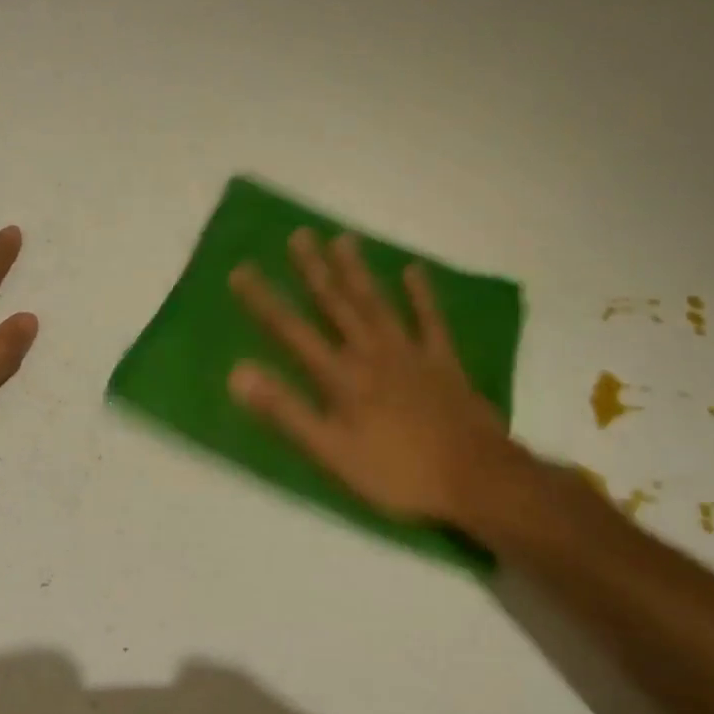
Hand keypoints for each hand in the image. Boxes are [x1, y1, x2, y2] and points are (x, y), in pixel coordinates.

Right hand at [229, 230, 564, 538]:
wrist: (475, 478)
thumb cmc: (396, 472)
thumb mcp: (330, 452)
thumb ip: (285, 411)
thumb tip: (238, 372)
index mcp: (341, 376)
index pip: (292, 331)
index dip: (264, 301)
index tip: (241, 270)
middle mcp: (371, 353)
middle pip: (337, 305)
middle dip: (314, 270)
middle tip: (298, 235)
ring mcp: (410, 353)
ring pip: (377, 303)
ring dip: (358, 271)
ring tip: (343, 238)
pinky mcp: (443, 362)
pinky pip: (430, 320)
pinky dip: (421, 295)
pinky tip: (413, 270)